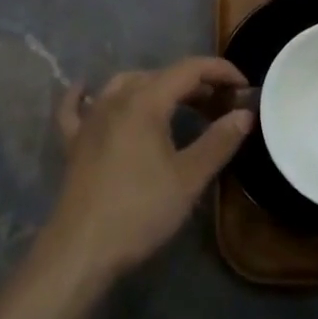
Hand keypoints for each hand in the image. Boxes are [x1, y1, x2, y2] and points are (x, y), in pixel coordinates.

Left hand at [42, 57, 252, 282]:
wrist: (82, 248)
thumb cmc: (140, 211)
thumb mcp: (189, 178)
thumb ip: (219, 141)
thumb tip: (245, 114)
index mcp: (146, 102)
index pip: (188, 70)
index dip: (219, 71)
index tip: (243, 86)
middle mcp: (115, 99)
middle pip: (159, 75)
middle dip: (193, 83)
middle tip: (219, 105)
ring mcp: (89, 119)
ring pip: (124, 84)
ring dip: (154, 85)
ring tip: (175, 101)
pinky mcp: (73, 142)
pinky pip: (76, 107)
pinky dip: (86, 94)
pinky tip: (88, 91)